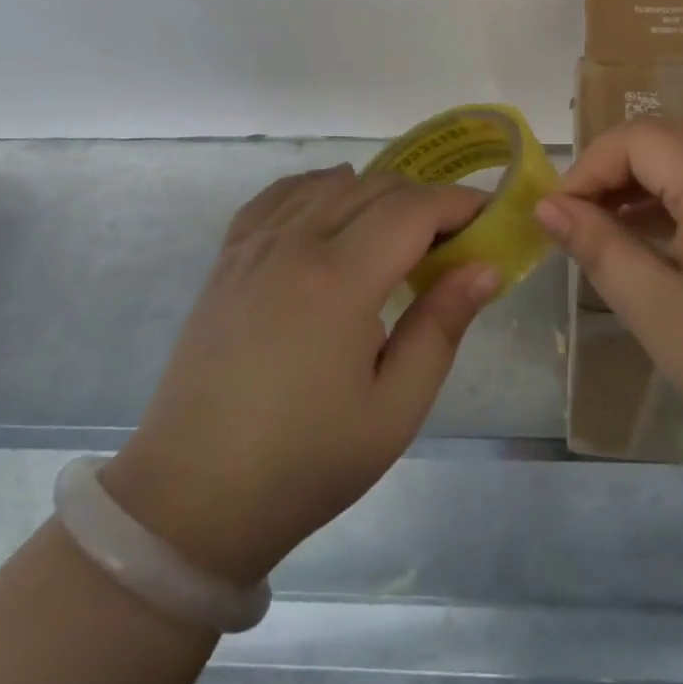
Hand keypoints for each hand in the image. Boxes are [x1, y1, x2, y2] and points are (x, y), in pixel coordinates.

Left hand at [101, 165, 500, 586]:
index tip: (490, 219)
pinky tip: (334, 201)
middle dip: (426, 201)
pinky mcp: (229, 258)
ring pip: (332, 184)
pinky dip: (319, 186)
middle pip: (377, 187)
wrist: (192, 499)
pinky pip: (280, 195)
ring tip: (402, 233)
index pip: (414, 208)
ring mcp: (256, 245)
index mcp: (340, 279)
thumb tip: (485, 266)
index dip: (459, 204)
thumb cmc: (305, 463)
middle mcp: (296, 243)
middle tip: (454, 241)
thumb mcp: (394, 410)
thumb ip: (441, 327)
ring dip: (379, 193)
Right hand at [535, 118, 682, 487]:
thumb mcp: (657, 310)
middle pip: (671, 138)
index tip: (558, 214)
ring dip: (652, 182)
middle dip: (618, 168)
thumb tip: (547, 207)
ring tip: (615, 230)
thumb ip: (598, 247)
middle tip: (582, 219)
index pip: (639, 138)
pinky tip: (670, 243)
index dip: (590, 166)